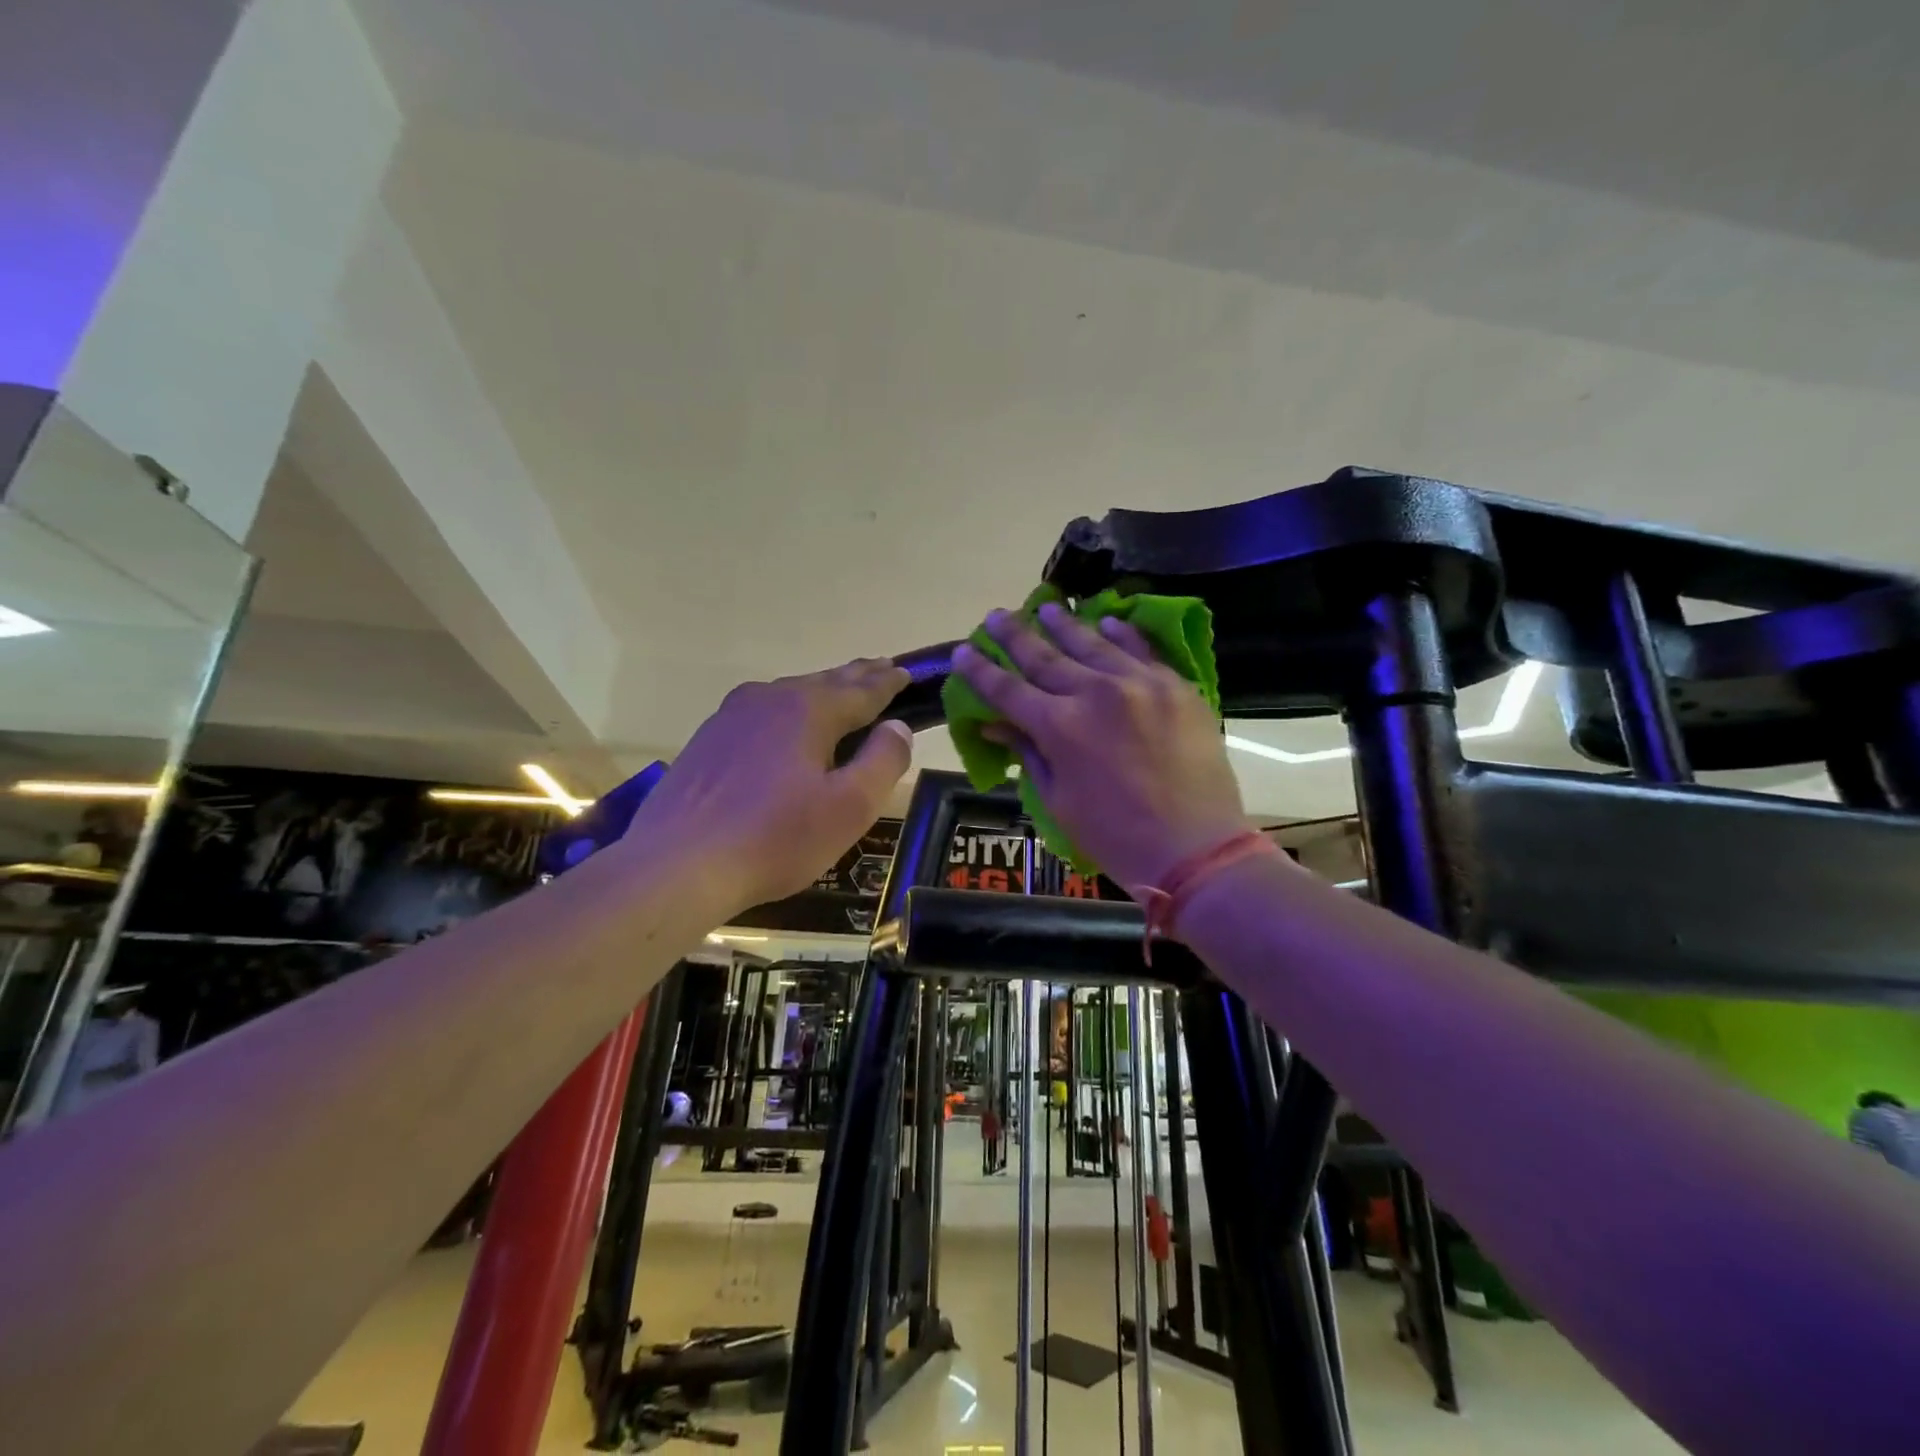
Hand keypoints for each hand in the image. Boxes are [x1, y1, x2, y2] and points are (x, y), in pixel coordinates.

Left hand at [623, 659, 913, 912]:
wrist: (677, 864)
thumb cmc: (775, 838)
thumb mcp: (849, 807)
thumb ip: (883, 761)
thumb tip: (897, 727)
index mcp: (808, 710)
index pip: (862, 690)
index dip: (889, 683)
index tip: (909, 673)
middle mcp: (769, 699)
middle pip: (825, 682)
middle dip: (857, 677)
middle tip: (883, 668)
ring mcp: (732, 717)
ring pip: (790, 695)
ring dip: (822, 691)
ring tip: (842, 693)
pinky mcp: (708, 740)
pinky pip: (763, 714)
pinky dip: (789, 712)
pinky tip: (786, 727)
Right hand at [952, 601, 1247, 890]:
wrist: (1195, 847)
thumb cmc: (1115, 835)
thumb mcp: (1058, 800)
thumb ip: (1029, 753)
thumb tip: (995, 726)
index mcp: (1059, 726)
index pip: (1007, 689)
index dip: (980, 670)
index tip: (963, 650)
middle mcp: (1094, 692)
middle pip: (1045, 656)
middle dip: (1015, 635)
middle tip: (997, 615)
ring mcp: (1139, 683)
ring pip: (1092, 643)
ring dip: (1064, 624)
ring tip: (1047, 606)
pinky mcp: (1175, 686)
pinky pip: (1142, 649)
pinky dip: (1121, 633)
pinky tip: (1106, 620)